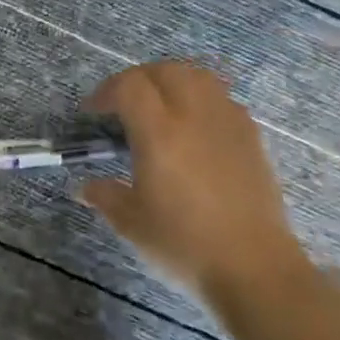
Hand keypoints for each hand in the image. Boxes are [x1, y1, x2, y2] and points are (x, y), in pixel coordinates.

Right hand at [81, 60, 309, 301]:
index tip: (93, 113)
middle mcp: (195, 116)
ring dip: (171, 82)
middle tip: (122, 105)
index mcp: (160, 133)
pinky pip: (222, 99)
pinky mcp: (251, 138)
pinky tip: (192, 129)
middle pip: (165, 71)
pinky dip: (200, 99)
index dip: (106, 92)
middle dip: (137, 80)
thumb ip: (105, 196)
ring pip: (198, 77)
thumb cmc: (184, 244)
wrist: (254, 268)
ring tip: (158, 107)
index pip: (129, 86)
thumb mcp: (131, 223)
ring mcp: (228, 124)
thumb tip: (85, 188)